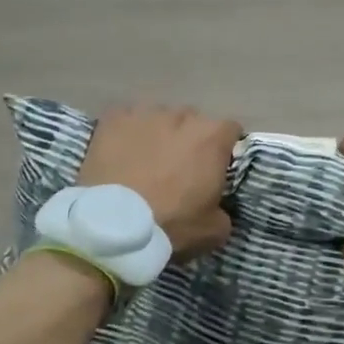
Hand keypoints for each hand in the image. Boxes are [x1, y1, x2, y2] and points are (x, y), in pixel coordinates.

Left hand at [78, 103, 243, 258]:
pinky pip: (127, 119)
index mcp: (212, 137)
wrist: (112, 224)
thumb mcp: (213, 230)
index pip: (230, 130)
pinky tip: (119, 153)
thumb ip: (224, 211)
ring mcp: (146, 113)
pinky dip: (127, 132)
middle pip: (193, 121)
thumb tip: (218, 208)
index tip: (214, 168)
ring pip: (159, 118)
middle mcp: (182, 116)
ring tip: (145, 161)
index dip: (224, 148)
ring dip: (158, 134)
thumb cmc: (170, 223)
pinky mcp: (114, 118)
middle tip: (178, 168)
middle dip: (189, 140)